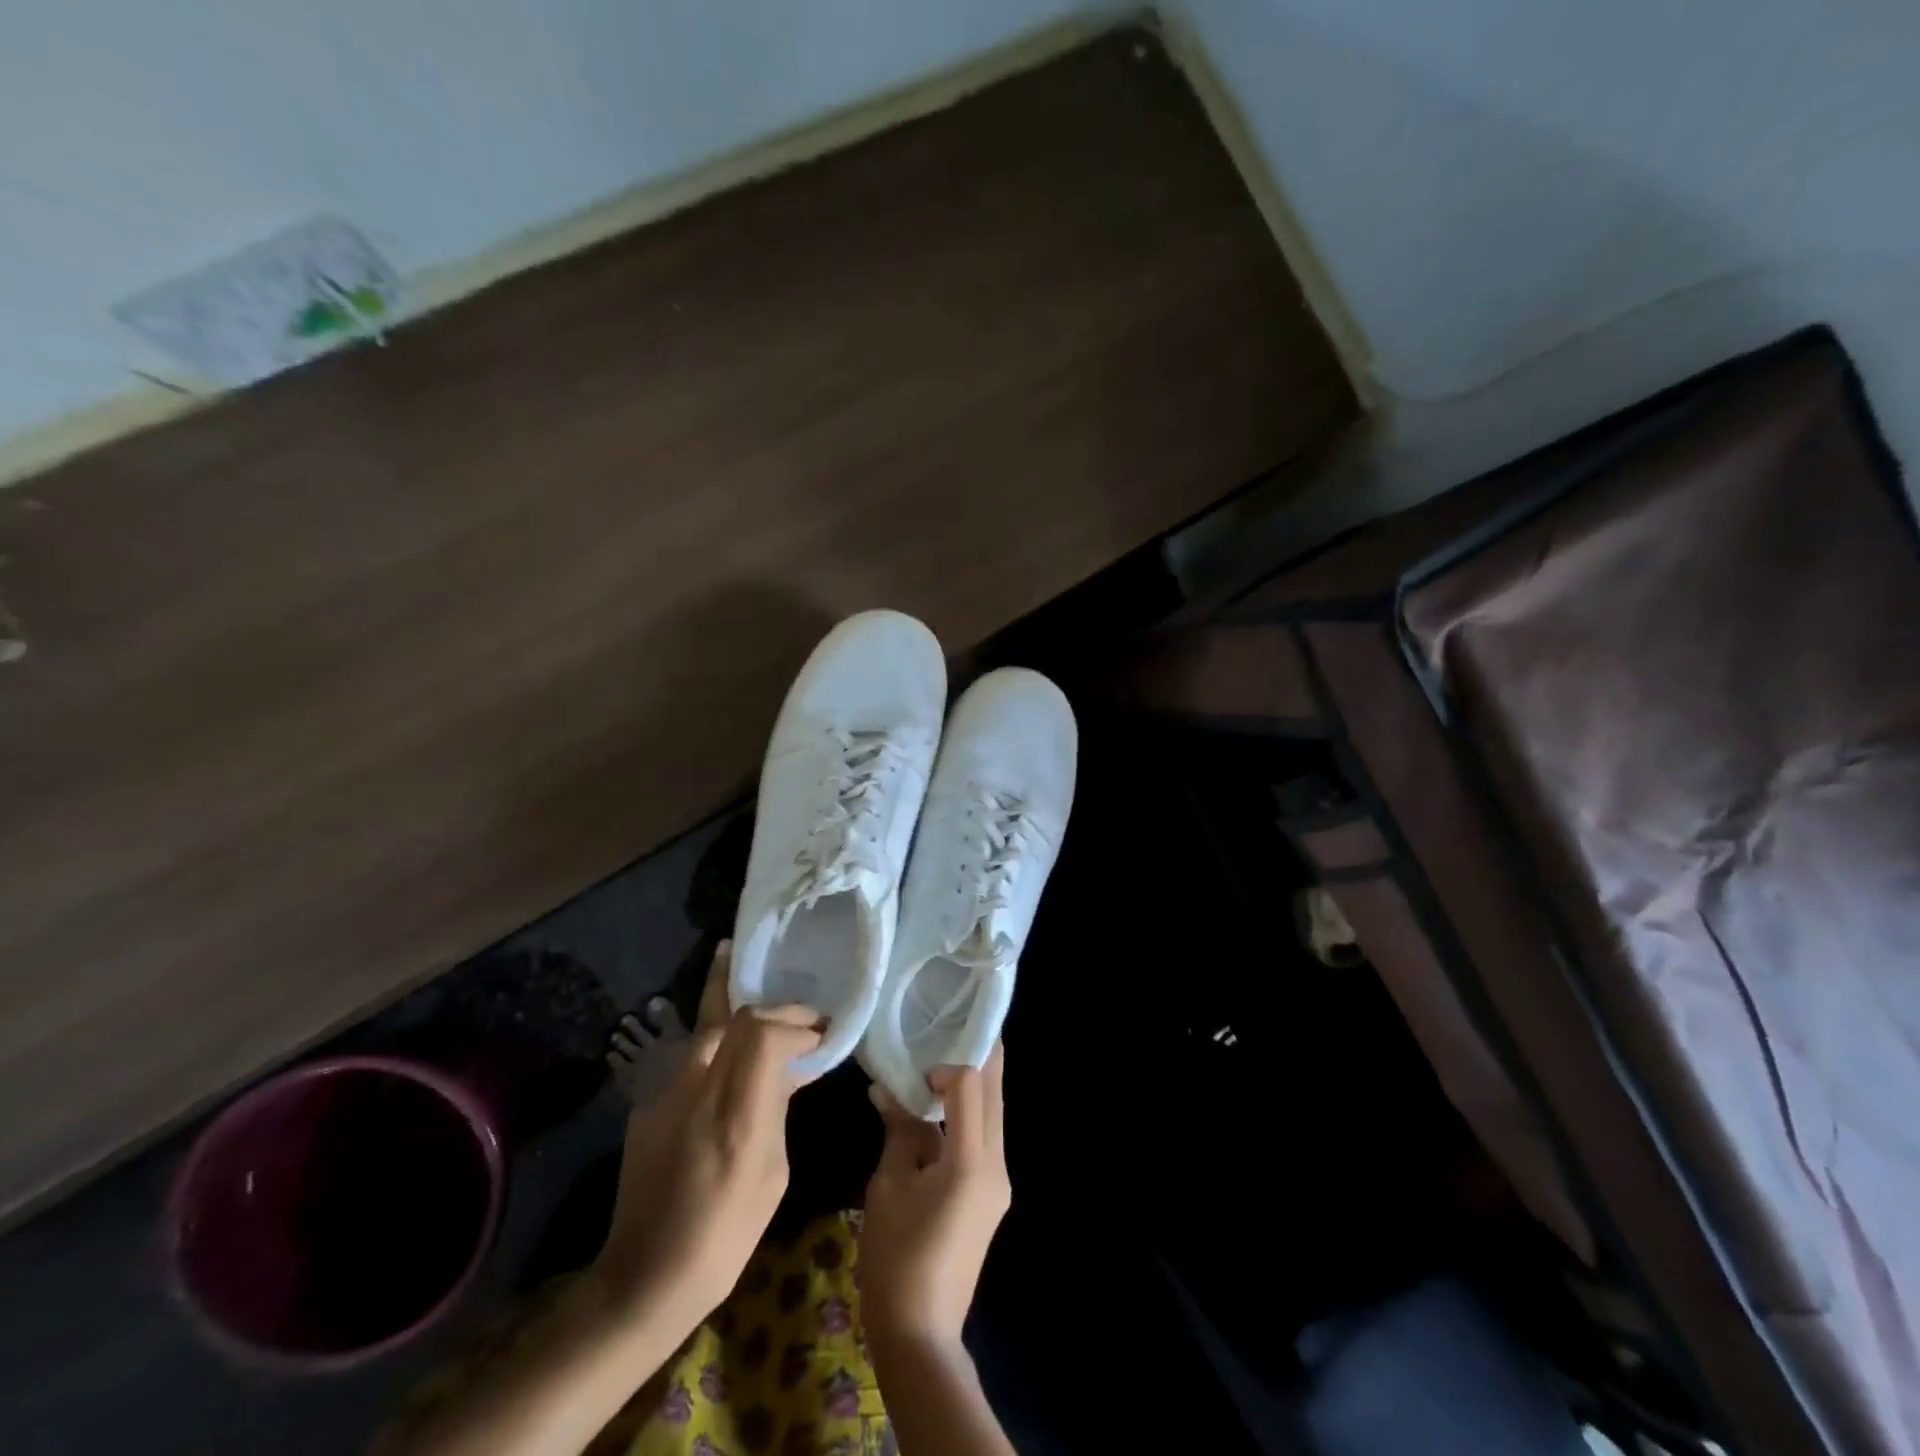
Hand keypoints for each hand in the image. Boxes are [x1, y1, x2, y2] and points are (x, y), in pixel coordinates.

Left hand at [594, 949, 819, 1325]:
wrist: (644, 1276)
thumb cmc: (725, 1236)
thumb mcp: (772, 1175)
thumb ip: (779, 1109)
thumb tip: (792, 1068)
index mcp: (737, 1117)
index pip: (765, 1036)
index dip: (796, 1025)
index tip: (820, 1035)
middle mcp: (698, 1092)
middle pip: (736, 1019)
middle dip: (775, 1008)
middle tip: (803, 1012)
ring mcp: (667, 1094)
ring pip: (704, 1025)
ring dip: (727, 995)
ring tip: (730, 954)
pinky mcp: (648, 1102)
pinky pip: (689, 1053)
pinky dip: (713, 1033)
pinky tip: (721, 1028)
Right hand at [858, 1045, 1009, 1349]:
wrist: (920, 1336)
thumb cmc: (896, 1259)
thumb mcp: (888, 1186)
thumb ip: (897, 1130)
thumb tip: (887, 1089)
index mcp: (972, 1160)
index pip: (971, 1085)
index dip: (946, 1064)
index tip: (917, 1066)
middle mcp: (997, 1164)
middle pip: (994, 1093)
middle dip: (977, 1057)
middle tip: (950, 1027)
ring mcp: (999, 1182)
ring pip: (993, 1114)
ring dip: (973, 1085)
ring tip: (940, 1058)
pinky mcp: (991, 1195)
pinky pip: (985, 1138)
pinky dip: (967, 1115)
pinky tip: (939, 1107)